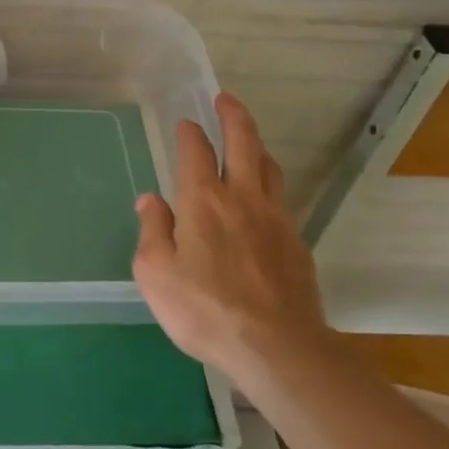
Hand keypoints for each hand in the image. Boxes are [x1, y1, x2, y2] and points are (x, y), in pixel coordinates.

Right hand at [132, 93, 331, 377]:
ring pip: (270, 168)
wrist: (277, 348)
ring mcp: (276, 219)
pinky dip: (270, 186)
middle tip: (226, 100)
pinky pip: (282, 201)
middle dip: (234, 116)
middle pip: (244, 143)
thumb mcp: (156, 274)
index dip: (190, 133)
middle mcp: (242, 198)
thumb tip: (151, 200)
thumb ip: (152, 231)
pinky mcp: (297, 244)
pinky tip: (264, 202)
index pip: (196, 152)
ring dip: (257, 147)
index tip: (186, 123)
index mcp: (203, 200)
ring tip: (249, 142)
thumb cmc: (204, 309)